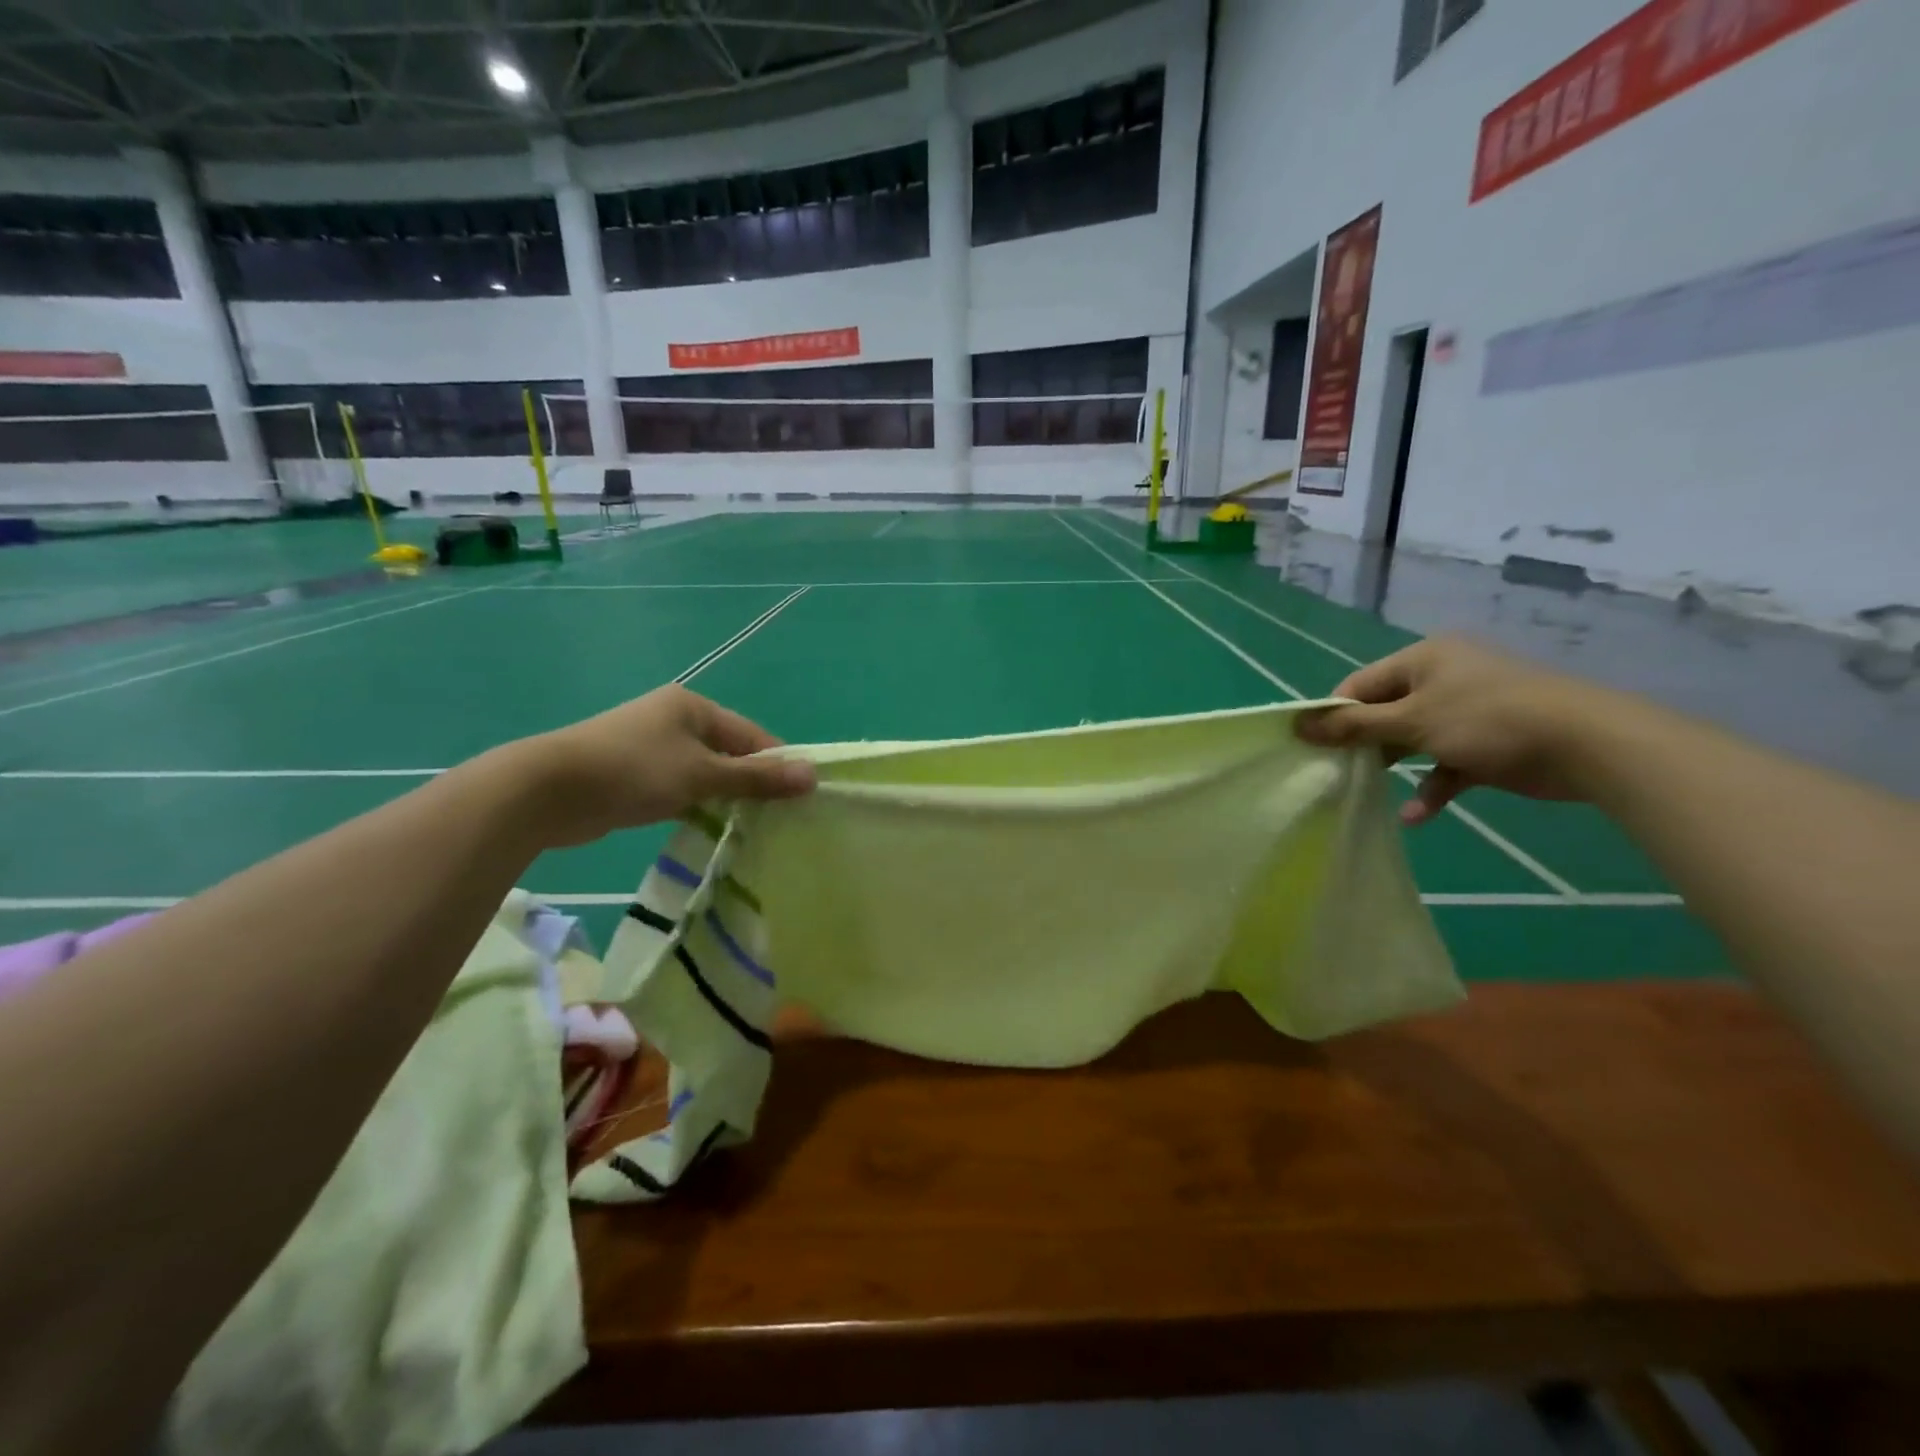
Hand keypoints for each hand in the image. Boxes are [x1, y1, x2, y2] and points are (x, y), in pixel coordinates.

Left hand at [512, 685, 815, 847]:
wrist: (548, 791)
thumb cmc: (634, 771)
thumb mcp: (703, 775)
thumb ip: (757, 778)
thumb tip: (812, 775)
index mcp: (693, 706)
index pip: (751, 735)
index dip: (777, 764)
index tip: (799, 799)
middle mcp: (673, 719)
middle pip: (728, 752)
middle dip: (751, 784)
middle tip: (776, 818)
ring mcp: (650, 746)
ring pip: (703, 772)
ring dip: (723, 796)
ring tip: (748, 827)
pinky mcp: (632, 774)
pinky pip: (678, 786)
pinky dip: (695, 803)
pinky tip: (707, 826)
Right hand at [1296, 636, 1620, 825]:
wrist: (1587, 744)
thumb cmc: (1487, 719)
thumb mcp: (1411, 721)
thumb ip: (1354, 725)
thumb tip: (1298, 724)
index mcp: (1423, 660)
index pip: (1360, 684)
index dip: (1333, 715)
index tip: (1311, 746)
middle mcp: (1442, 679)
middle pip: (1384, 712)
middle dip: (1362, 744)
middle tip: (1334, 772)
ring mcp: (1466, 712)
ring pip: (1413, 740)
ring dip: (1393, 768)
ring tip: (1363, 792)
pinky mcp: (1486, 744)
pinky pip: (1445, 764)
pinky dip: (1431, 787)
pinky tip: (1416, 815)